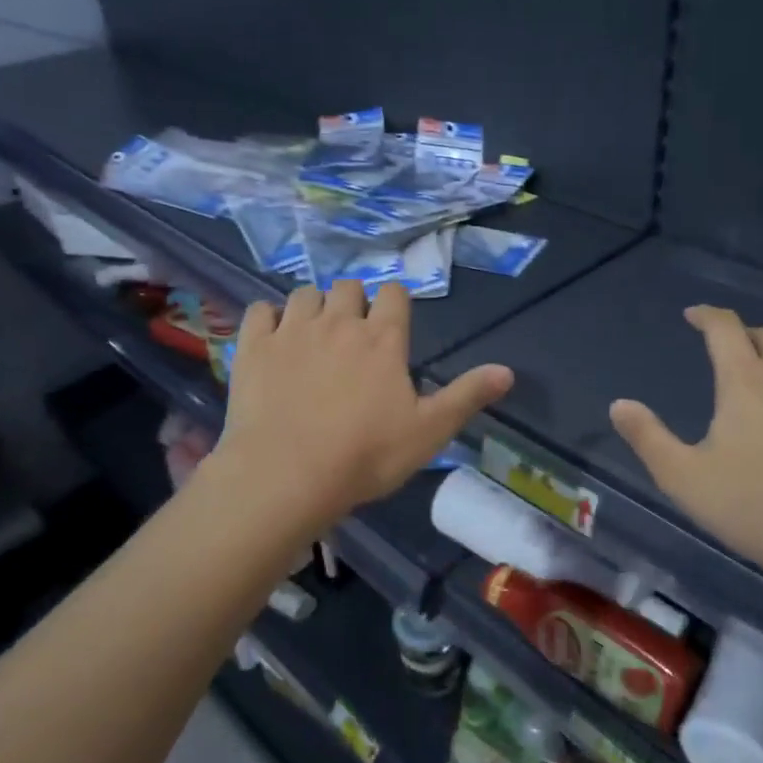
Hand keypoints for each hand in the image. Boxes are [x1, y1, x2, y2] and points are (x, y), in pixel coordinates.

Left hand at [213, 280, 513, 532]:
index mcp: (383, 339)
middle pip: (349, 287)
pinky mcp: (254, 346)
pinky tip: (273, 338)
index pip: (395, 294)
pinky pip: (259, 310)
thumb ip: (467, 396)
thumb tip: (508, 372)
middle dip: (354, 302)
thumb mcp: (429, 431)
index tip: (392, 326)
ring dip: (314, 306)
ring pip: (305, 294)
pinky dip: (268, 318)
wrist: (287, 475)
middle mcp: (339, 322)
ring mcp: (292, 331)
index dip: (395, 304)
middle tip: (353, 335)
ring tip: (314, 335)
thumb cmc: (366, 456)